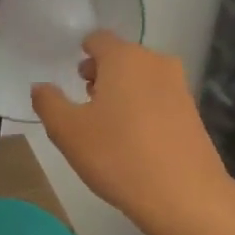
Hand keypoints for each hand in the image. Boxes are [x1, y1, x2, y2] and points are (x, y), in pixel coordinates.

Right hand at [32, 31, 230, 234]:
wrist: (185, 196)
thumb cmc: (118, 155)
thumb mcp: (67, 131)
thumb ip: (48, 102)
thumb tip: (41, 87)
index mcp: (124, 58)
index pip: (98, 39)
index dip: (82, 52)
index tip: (72, 75)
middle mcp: (155, 63)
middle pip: (122, 57)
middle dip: (101, 73)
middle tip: (84, 100)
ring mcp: (179, 87)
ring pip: (141, 78)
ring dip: (122, 91)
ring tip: (106, 123)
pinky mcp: (193, 113)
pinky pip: (158, 99)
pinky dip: (142, 108)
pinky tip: (132, 139)